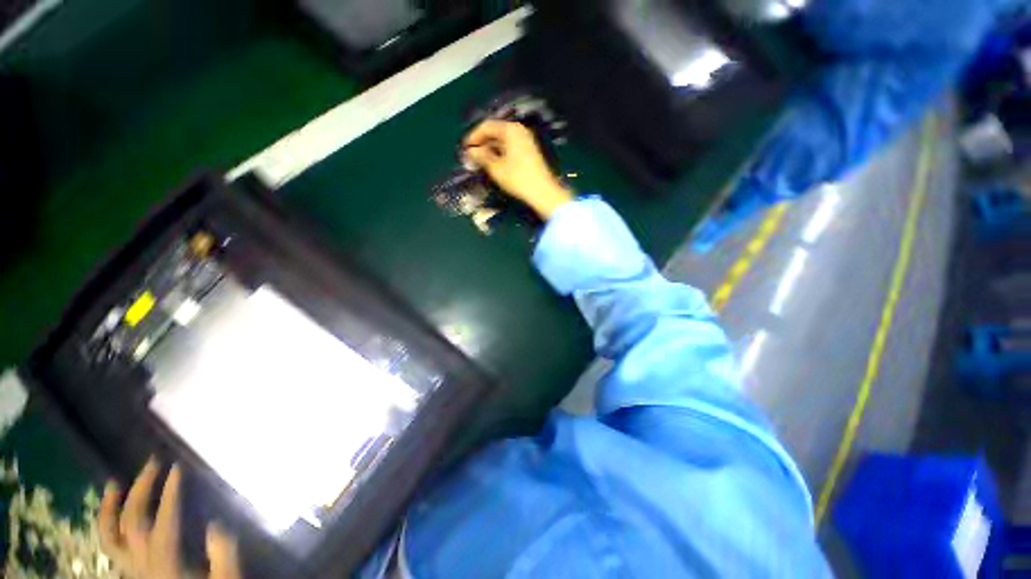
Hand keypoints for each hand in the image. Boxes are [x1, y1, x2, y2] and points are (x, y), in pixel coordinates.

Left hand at [99, 460, 241, 578]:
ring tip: (116, 482)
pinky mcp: (131, 571)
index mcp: (166, 563)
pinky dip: (107, 526)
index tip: (178, 468)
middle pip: (132, 521)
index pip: (164, 521)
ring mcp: (132, 568)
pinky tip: (113, 511)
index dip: (170, 493)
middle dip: (141, 489)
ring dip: (111, 507)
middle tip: (153, 463)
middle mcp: (142, 563)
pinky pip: (110, 545)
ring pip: (110, 535)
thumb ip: (223, 557)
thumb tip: (215, 526)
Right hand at [463, 120, 573, 218]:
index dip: (474, 136)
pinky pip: (510, 148)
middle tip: (471, 157)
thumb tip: (470, 151)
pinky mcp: (529, 152)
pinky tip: (494, 165)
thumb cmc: (518, 178)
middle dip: (482, 144)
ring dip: (490, 150)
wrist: (543, 192)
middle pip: (495, 132)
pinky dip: (500, 154)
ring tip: (480, 163)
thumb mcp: (496, 168)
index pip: (487, 126)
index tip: (464, 148)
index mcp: (511, 130)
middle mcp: (519, 131)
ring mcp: (526, 141)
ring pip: (502, 141)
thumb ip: (481, 156)